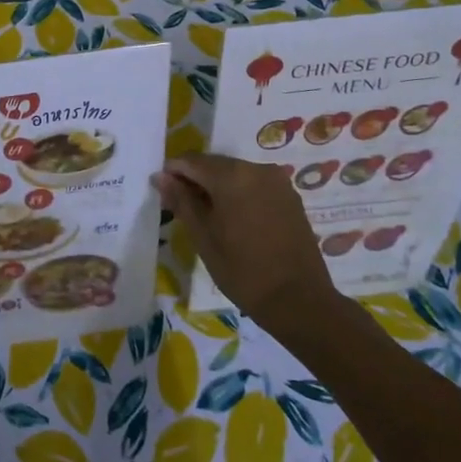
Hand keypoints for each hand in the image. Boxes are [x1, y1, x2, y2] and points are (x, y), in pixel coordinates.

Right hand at [154, 154, 333, 329]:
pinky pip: (254, 184)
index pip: (191, 161)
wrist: (298, 300)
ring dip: (217, 187)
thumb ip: (181, 201)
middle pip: (214, 164)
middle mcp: (256, 168)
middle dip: (195, 180)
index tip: (162, 192)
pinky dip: (238, 194)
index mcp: (231, 176)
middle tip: (180, 206)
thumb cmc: (242, 270)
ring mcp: (277, 181)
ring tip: (206, 215)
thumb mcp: (203, 237)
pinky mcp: (290, 196)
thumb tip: (161, 177)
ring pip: (235, 174)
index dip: (173, 173)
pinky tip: (232, 218)